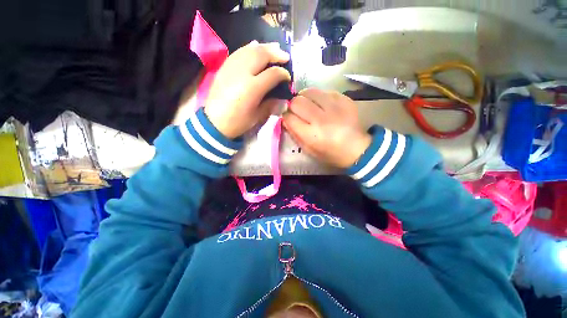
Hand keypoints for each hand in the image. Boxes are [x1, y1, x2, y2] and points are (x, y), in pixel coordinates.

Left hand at [204, 41, 290, 138]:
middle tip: (285, 57)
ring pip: (250, 49)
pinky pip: (239, 52)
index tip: (287, 77)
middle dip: (276, 54)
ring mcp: (231, 67)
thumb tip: (281, 96)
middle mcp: (242, 73)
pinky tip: (256, 47)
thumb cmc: (238, 122)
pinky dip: (250, 48)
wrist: (214, 122)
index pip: (272, 74)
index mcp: (252, 88)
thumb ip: (271, 104)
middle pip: (262, 55)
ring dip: (264, 47)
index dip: (283, 73)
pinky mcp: (224, 67)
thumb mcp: (257, 116)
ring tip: (274, 48)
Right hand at [283, 88, 371, 168]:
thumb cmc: (330, 153)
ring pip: (309, 92)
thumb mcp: (308, 150)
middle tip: (297, 111)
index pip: (289, 118)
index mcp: (311, 135)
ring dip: (305, 97)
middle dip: (293, 105)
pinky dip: (319, 97)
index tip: (288, 118)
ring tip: (308, 104)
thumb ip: (295, 134)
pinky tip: (322, 105)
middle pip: (297, 102)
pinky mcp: (344, 99)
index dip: (286, 117)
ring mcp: (334, 107)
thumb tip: (285, 119)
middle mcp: (321, 119)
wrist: (357, 148)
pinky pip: (324, 91)